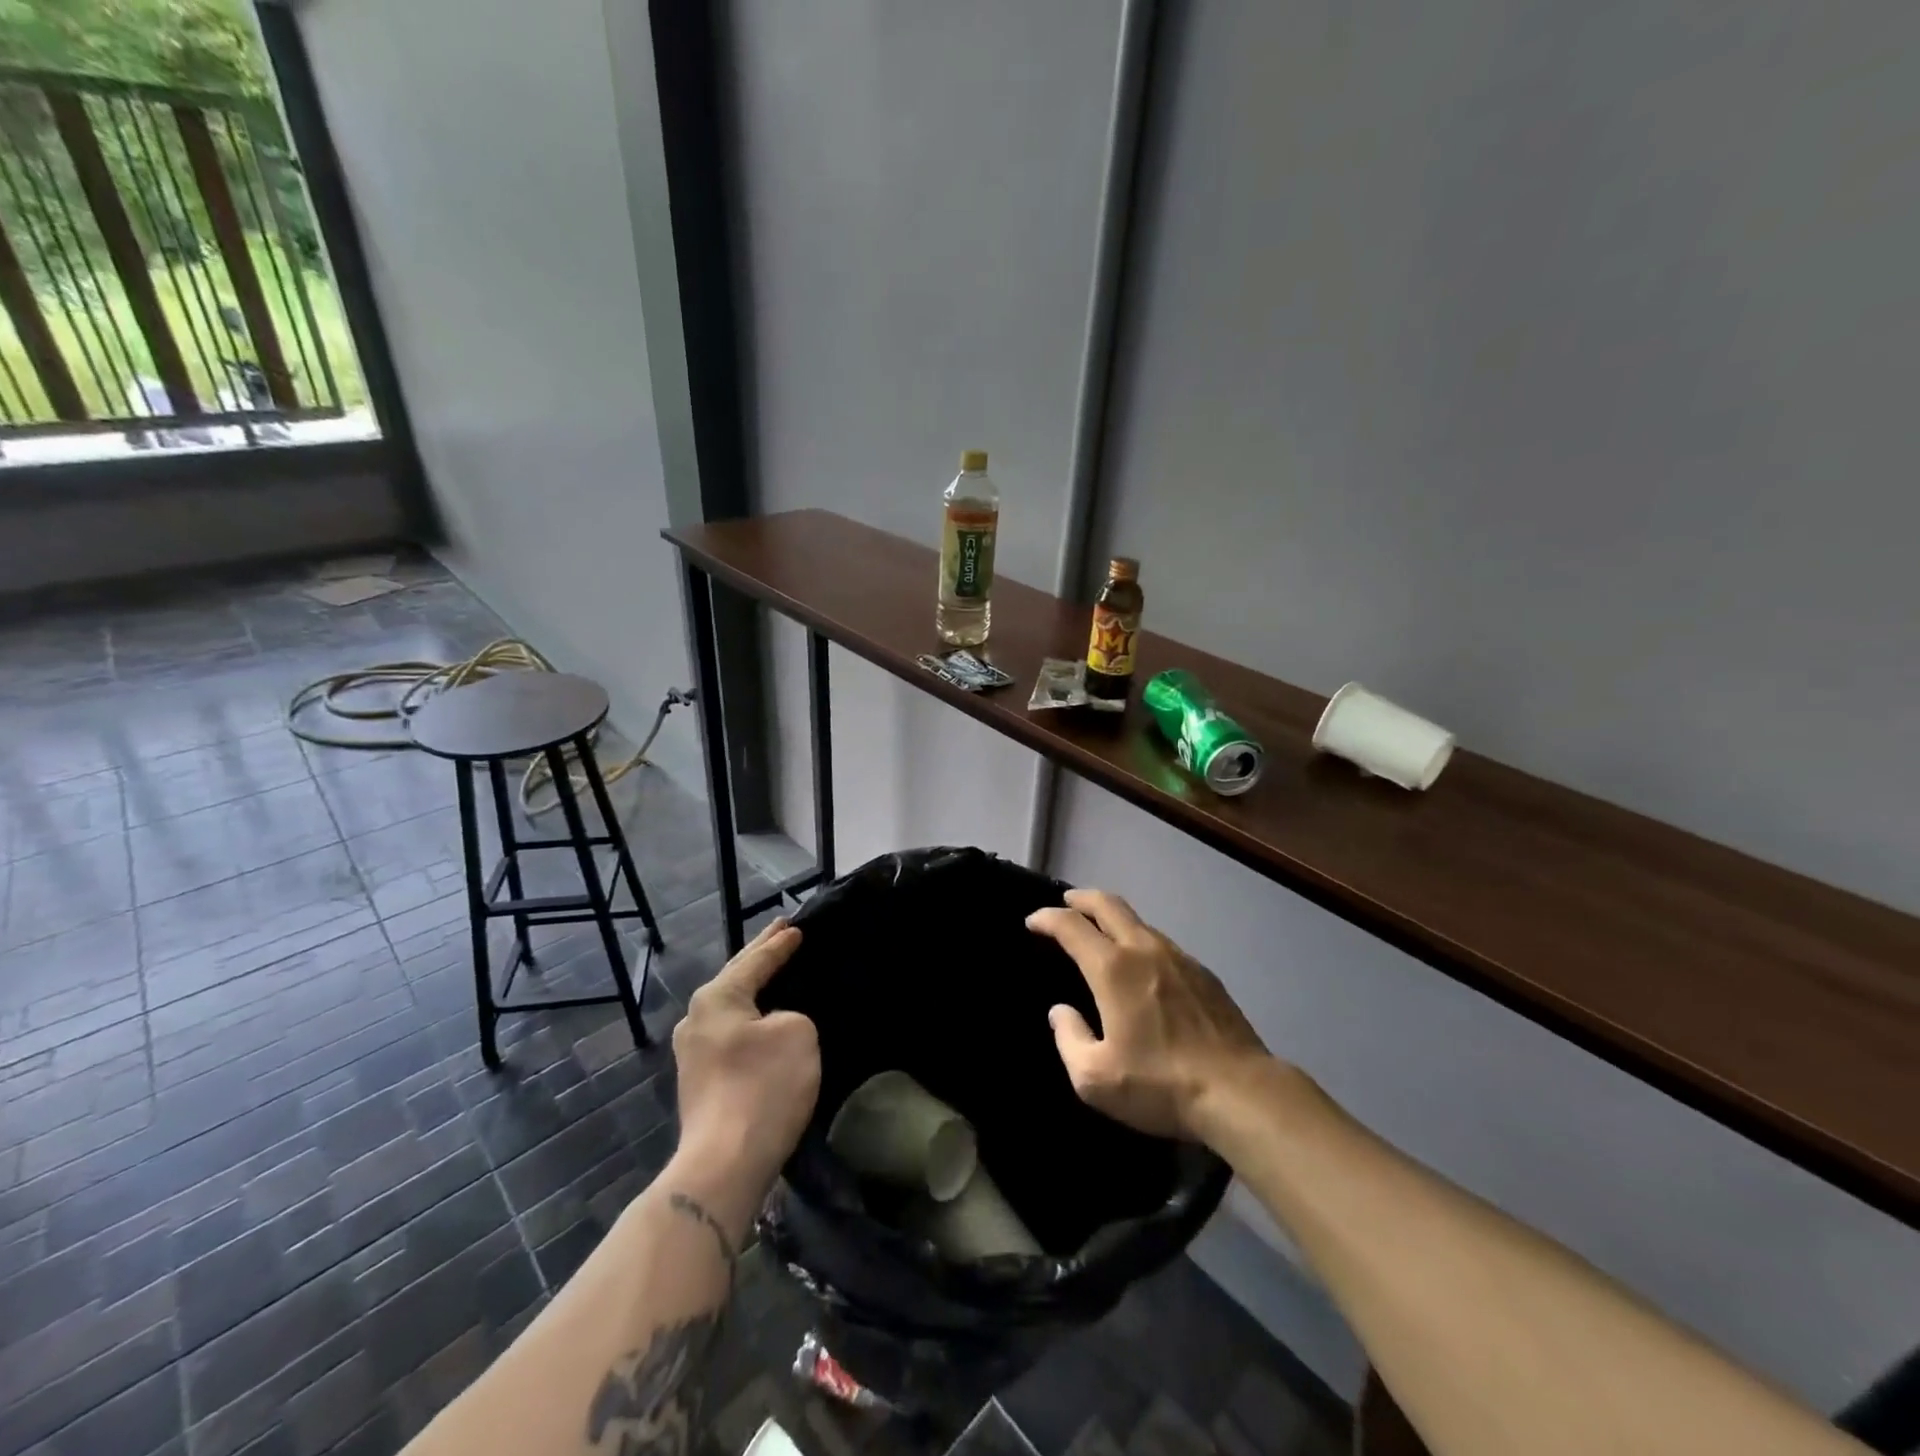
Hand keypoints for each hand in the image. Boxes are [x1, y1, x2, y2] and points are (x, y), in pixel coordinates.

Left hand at [672, 919, 819, 1186]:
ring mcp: (692, 1053)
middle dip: (759, 956)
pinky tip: (763, 1021)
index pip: (755, 959)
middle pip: (735, 977)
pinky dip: (750, 1019)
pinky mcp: (700, 1082)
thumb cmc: (763, 1086)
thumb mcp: (798, 1033)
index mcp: (717, 997)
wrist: (724, 1164)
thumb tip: (773, 1028)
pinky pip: (731, 1034)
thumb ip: (790, 1015)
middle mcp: (696, 1018)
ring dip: (753, 990)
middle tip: (780, 933)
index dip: (780, 943)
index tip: (797, 927)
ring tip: (774, 973)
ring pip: (731, 1008)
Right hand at [1027, 889, 1271, 1141]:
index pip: (1071, 926)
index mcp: (1112, 969)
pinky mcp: (1204, 973)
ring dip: (1113, 918)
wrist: (1240, 1091)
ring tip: (1101, 932)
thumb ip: (1069, 1038)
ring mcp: (1179, 957)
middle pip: (1108, 904)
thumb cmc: (1160, 1085)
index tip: (1032, 921)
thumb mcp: (1095, 1078)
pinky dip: (1140, 940)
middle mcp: (1144, 950)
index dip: (1047, 918)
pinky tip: (1142, 964)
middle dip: (1081, 898)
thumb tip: (1061, 1012)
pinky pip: (1162, 943)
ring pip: (1139, 921)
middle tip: (1065, 903)